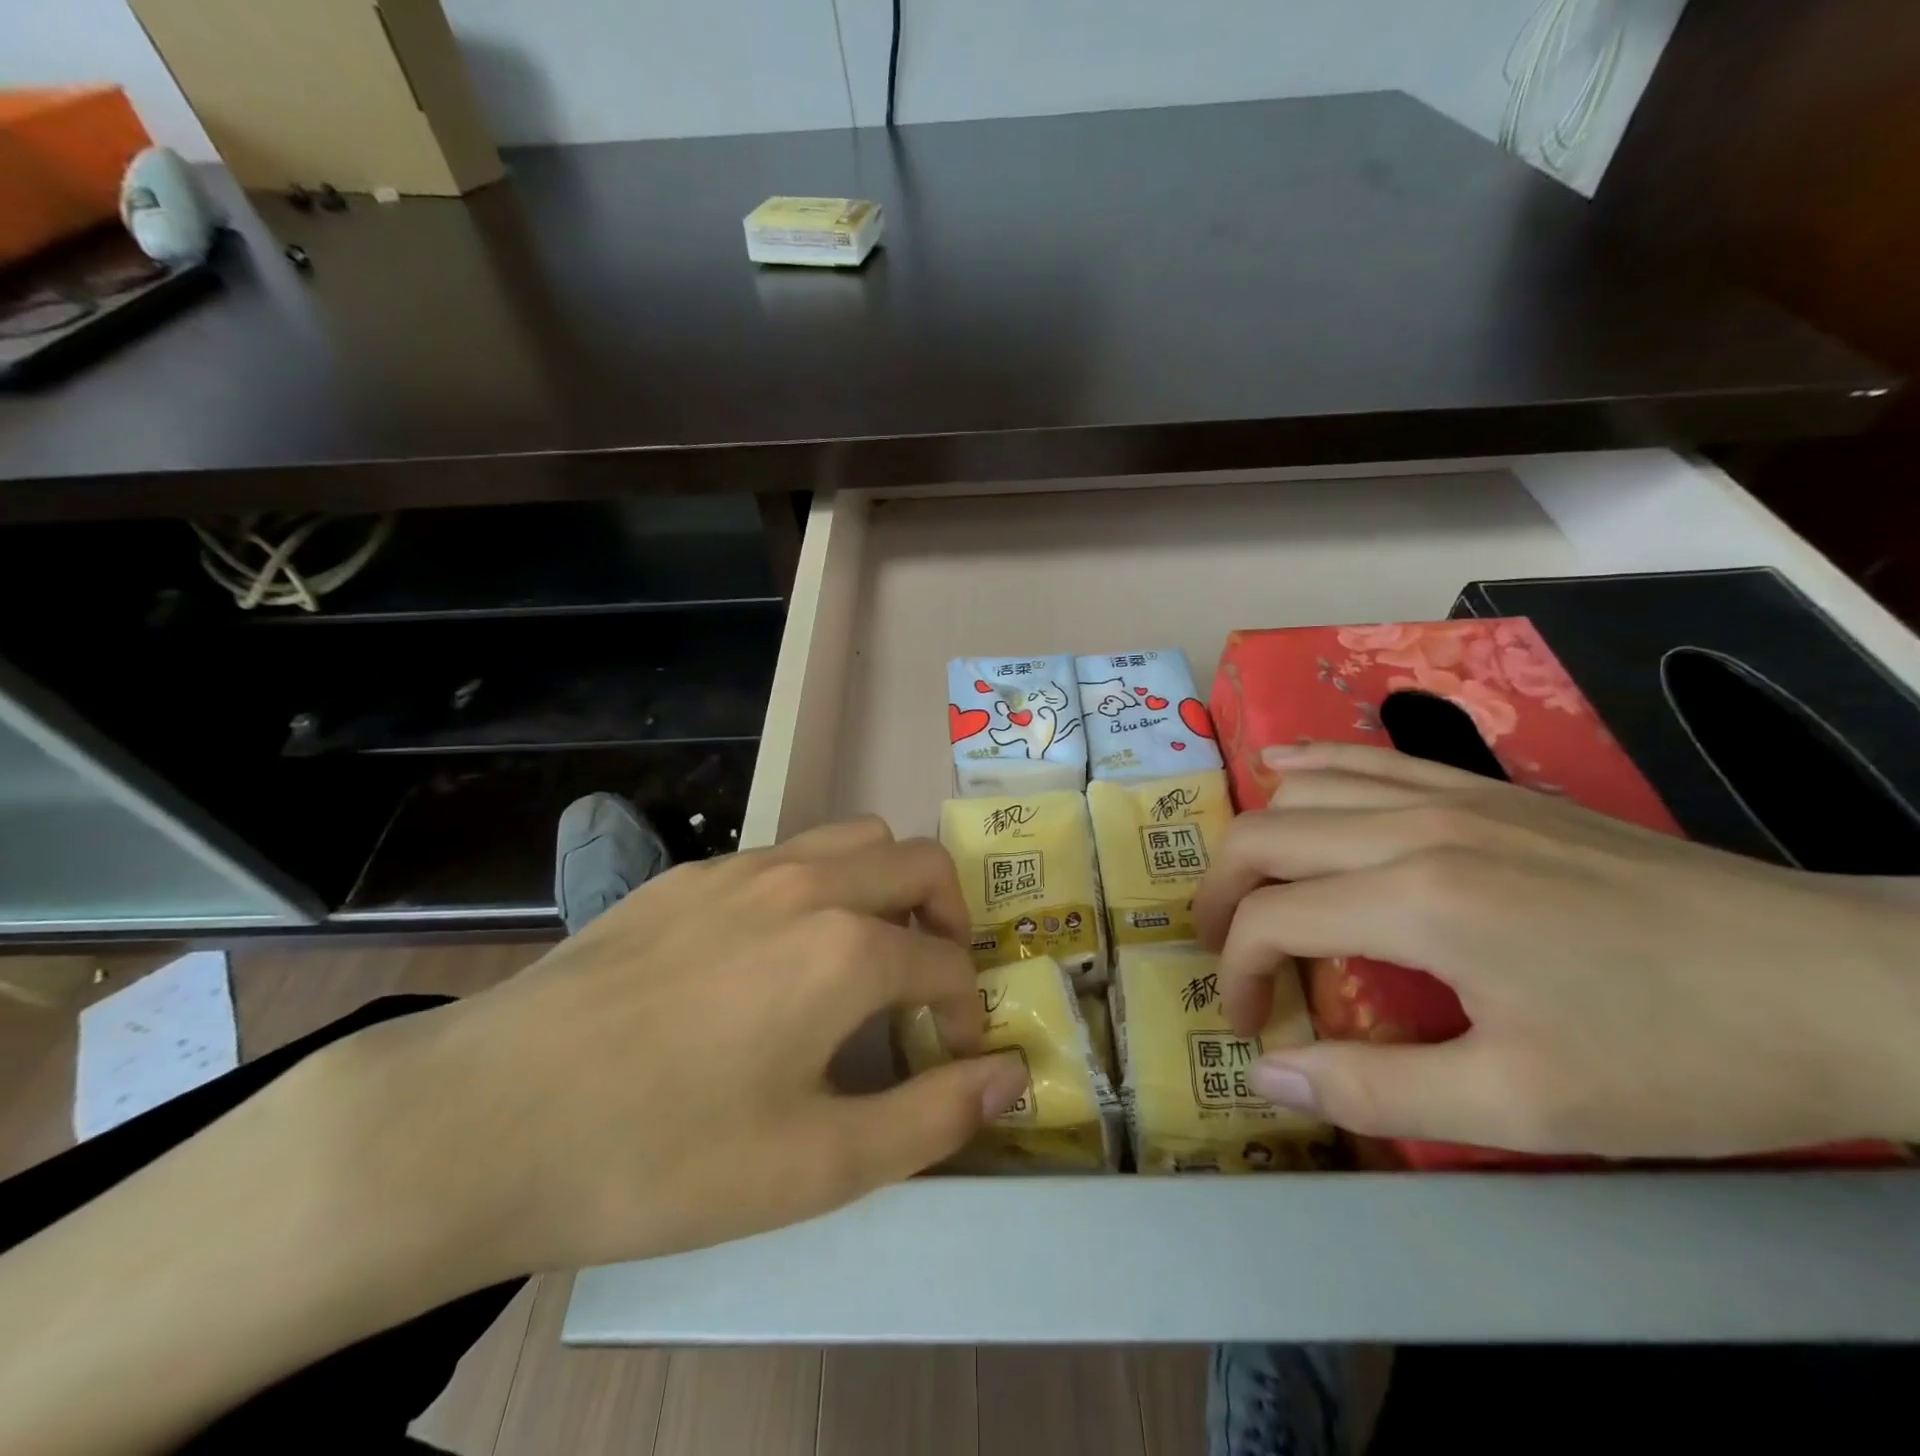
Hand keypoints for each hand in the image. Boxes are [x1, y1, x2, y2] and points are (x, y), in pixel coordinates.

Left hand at [330, 817, 1027, 1277]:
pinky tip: (770, 954)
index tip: (953, 1055)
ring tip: (864, 952)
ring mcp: (741, 868)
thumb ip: (932, 1115)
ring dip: (884, 885)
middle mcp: (806, 883)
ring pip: (852, 838)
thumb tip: (1012, 1073)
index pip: (948, 960)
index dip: (967, 1010)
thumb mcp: (816, 1166)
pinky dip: (816, 886)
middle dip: (949, 915)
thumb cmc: (663, 1156)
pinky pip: (784, 855)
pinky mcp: (686, 874)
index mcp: (847, 948)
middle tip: (931, 979)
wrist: (482, 1119)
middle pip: (919, 860)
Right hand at [1191, 743, 1919, 1157]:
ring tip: (1249, 888)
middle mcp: (1412, 827)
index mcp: (1415, 901)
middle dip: (1218, 896)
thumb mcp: (1522, 1108)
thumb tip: (1267, 1073)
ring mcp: (1450, 794)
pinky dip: (1307, 764)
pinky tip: (1281, 769)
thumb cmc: (1679, 1057)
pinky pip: (1367, 755)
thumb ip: (1374, 1088)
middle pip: (1262, 837)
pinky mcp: (1484, 786)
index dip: (1237, 974)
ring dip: (1255, 837)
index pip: (1270, 919)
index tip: (1249, 1025)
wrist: (1842, 984)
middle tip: (1222, 952)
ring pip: (1302, 788)